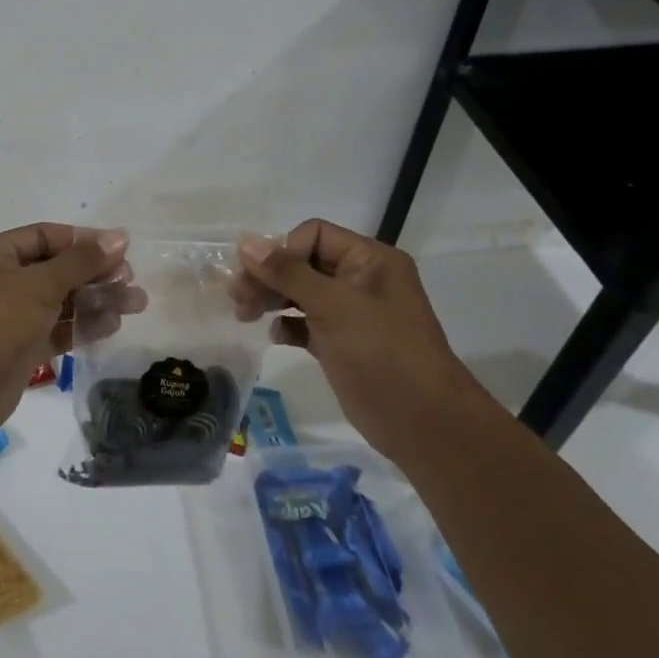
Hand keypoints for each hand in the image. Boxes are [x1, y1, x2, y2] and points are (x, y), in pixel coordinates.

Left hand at [0, 223, 142, 435]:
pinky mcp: (21, 346)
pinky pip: (57, 328)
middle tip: (131, 279)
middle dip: (95, 273)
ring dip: (96, 300)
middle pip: (56, 268)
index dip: (83, 240)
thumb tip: (120, 237)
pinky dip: (82, 326)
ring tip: (137, 303)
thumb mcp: (39, 285)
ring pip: (60, 301)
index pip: (44, 236)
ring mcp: (10, 315)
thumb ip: (82, 261)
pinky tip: (114, 325)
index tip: (121, 248)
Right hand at [232, 219, 479, 452]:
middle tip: (237, 297)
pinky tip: (275, 335)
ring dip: (271, 298)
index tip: (255, 275)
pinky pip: (304, 322)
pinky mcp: (340, 343)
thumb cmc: (380, 352)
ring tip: (244, 313)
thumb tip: (245, 243)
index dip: (282, 250)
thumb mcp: (332, 305)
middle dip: (269, 276)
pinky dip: (286, 324)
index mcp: (370, 260)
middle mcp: (360, 280)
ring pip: (299, 292)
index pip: (313, 235)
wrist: (421, 422)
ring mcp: (350, 313)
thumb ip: (287, 272)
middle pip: (302, 262)